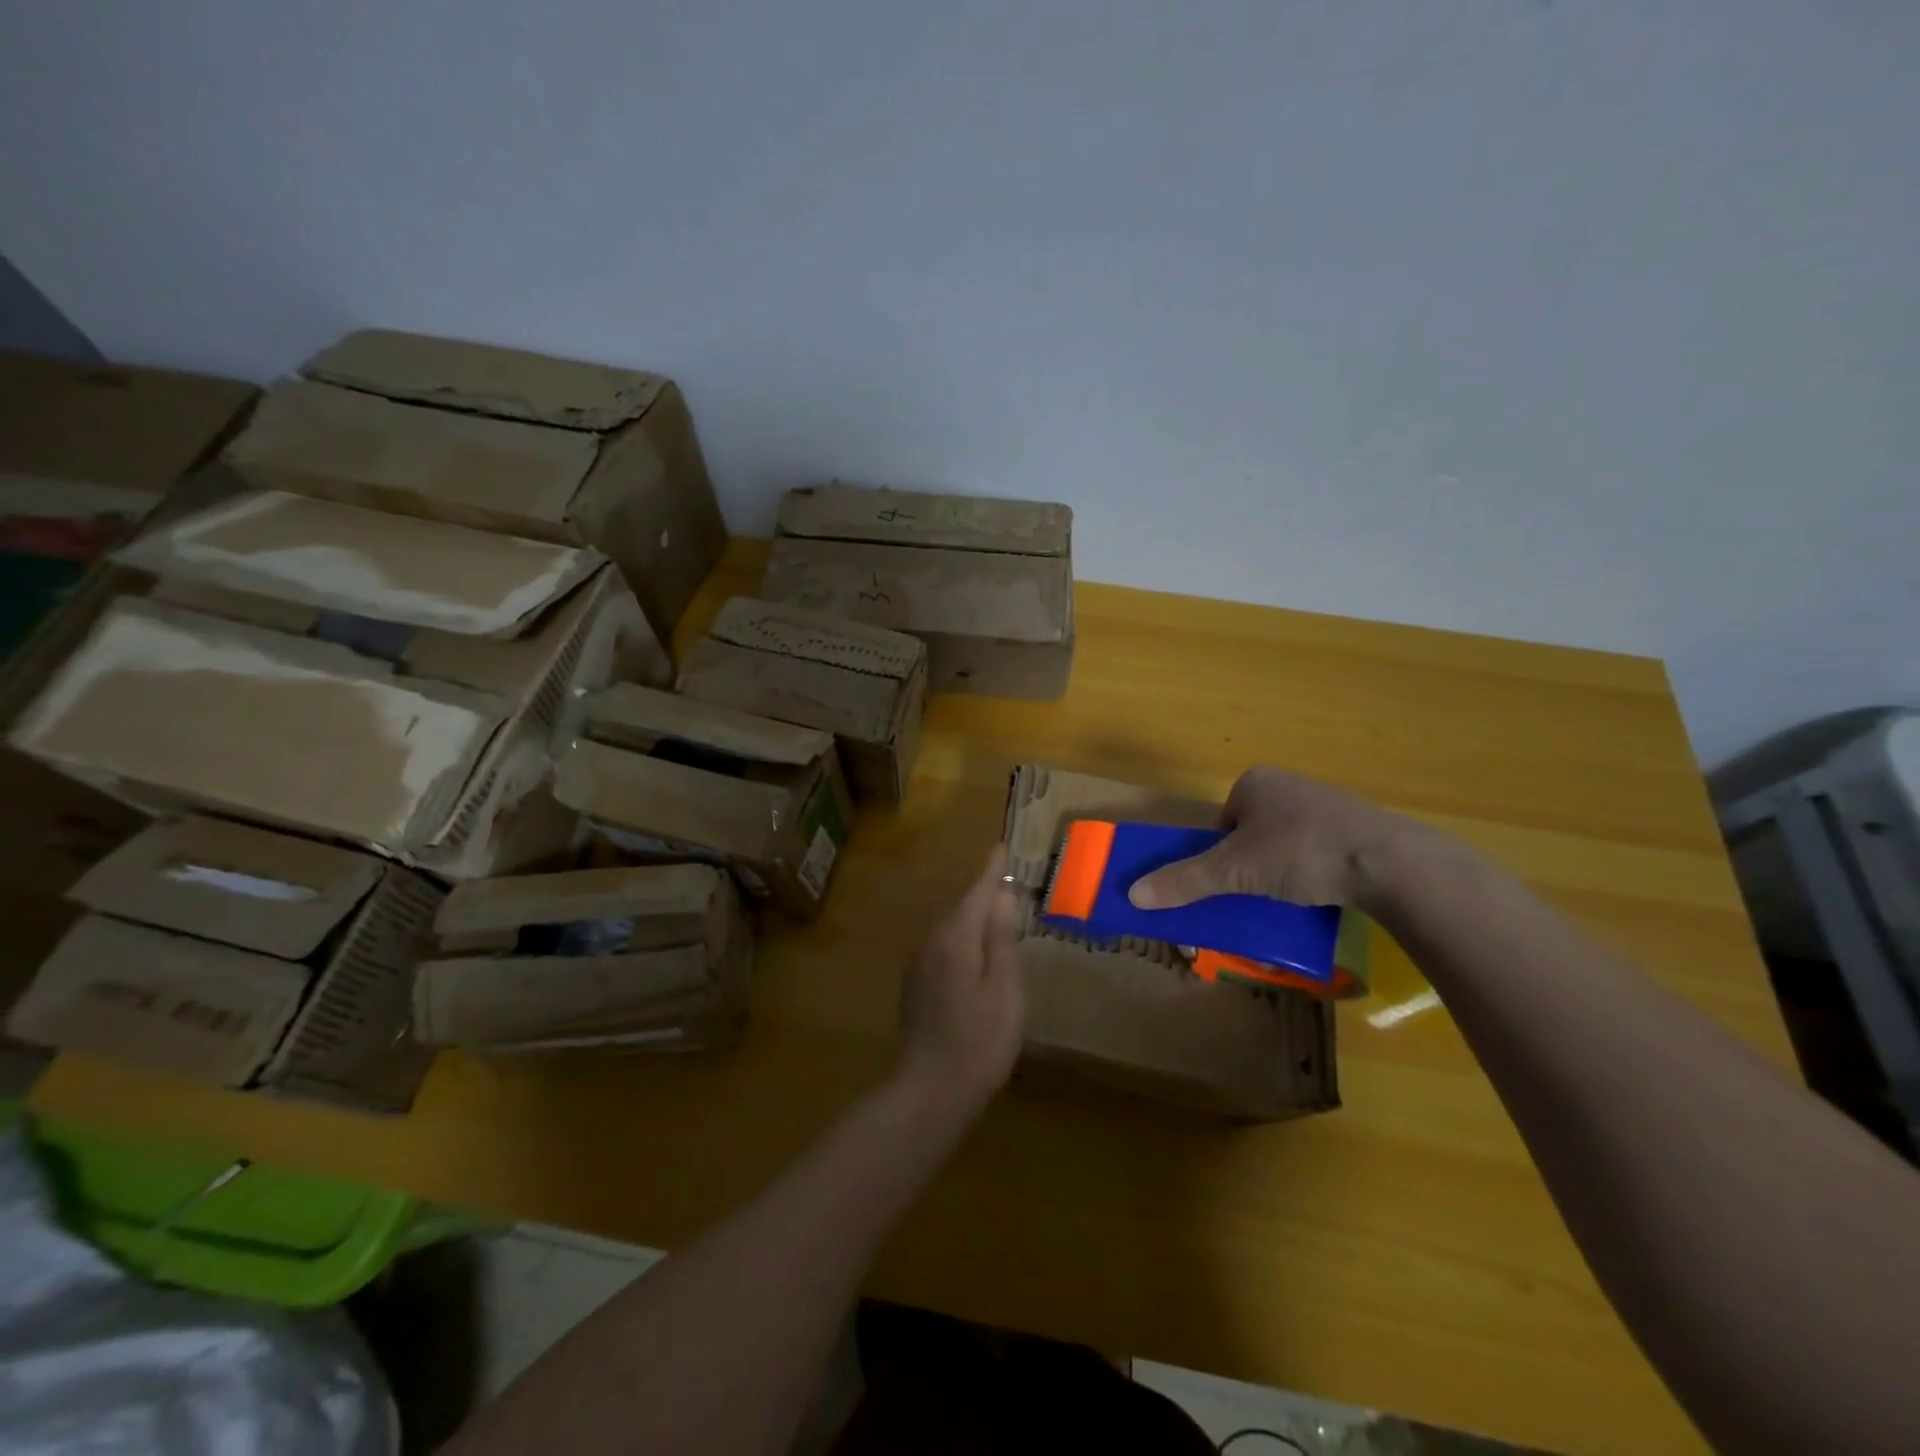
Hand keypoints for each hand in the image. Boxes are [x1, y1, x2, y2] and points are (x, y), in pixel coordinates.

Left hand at [893, 845, 1024, 1119]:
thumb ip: (1001, 939)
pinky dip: (962, 939)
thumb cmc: (978, 1041)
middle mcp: (931, 942)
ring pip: (951, 928)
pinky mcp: (916, 985)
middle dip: (983, 892)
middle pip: (961, 907)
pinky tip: (975, 953)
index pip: (976, 892)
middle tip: (1006, 878)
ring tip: (996, 912)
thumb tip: (1001, 895)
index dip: (991, 871)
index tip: (1000, 847)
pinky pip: (944, 947)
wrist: (929, 1090)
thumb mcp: (1004, 989)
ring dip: (972, 916)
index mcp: (955, 938)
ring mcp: (919, 964)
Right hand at [1128, 766, 1419, 911]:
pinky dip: (1315, 871)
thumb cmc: (1300, 852)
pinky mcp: (1358, 827)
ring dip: (1283, 869)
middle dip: (1251, 864)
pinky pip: (1321, 850)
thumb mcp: (1234, 871)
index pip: (1222, 821)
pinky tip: (1323, 892)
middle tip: (1258, 894)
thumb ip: (1185, 881)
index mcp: (1255, 781)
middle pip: (1252, 832)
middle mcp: (1289, 784)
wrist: (1390, 862)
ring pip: (1287, 842)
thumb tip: (1132, 894)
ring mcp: (1327, 803)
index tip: (1232, 882)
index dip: (1220, 854)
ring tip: (1292, 897)